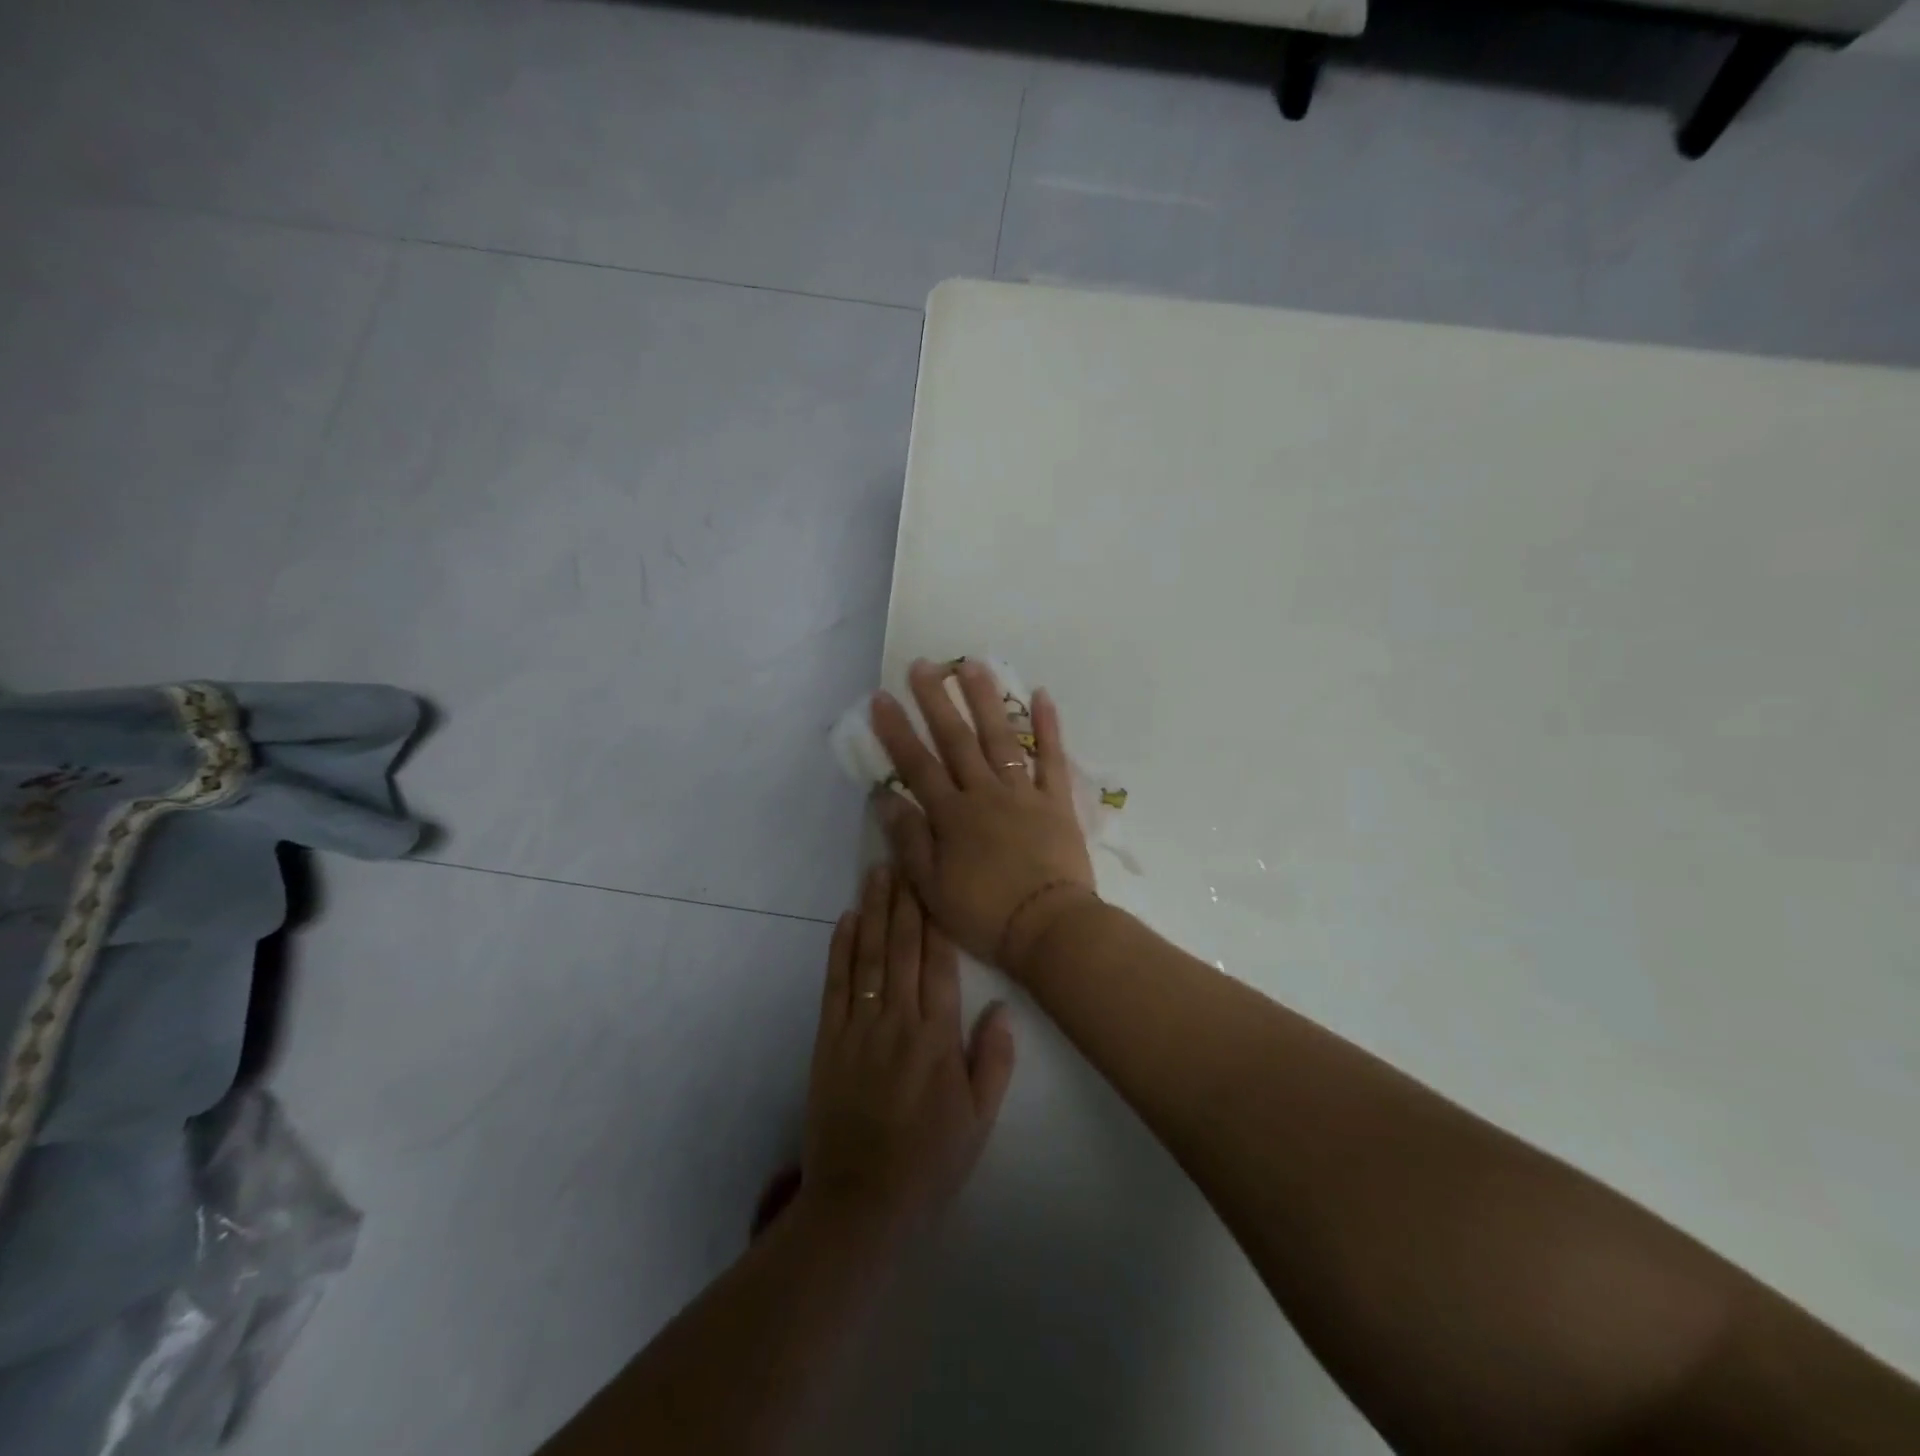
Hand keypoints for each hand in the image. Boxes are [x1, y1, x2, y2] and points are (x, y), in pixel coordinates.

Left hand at [800, 866, 1015, 1240]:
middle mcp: (898, 1021)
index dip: (937, 918)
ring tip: (876, 873)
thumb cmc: (930, 1163)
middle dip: (903, 900)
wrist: (861, 1204)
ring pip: (868, 957)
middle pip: (902, 948)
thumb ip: (992, 1061)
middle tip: (903, 857)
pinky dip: (839, 950)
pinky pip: (835, 986)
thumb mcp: (978, 1120)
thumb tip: (1000, 1005)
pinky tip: (845, 920)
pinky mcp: (828, 1042)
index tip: (936, 880)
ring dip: (873, 912)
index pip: (939, 964)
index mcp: (938, 1038)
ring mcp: (859, 1029)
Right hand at [869, 658, 1098, 977]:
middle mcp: (985, 794)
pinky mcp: (1056, 801)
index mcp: (952, 815)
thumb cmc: (984, 914)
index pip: (917, 765)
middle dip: (937, 701)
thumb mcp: (931, 886)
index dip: (896, 731)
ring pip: (1001, 738)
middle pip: (956, 740)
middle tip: (923, 665)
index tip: (882, 698)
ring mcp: (1023, 793)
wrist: (1048, 928)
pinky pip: (1052, 758)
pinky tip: (1042, 695)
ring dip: (986, 700)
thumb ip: (908, 839)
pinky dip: (1049, 727)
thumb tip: (883, 797)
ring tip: (973, 665)